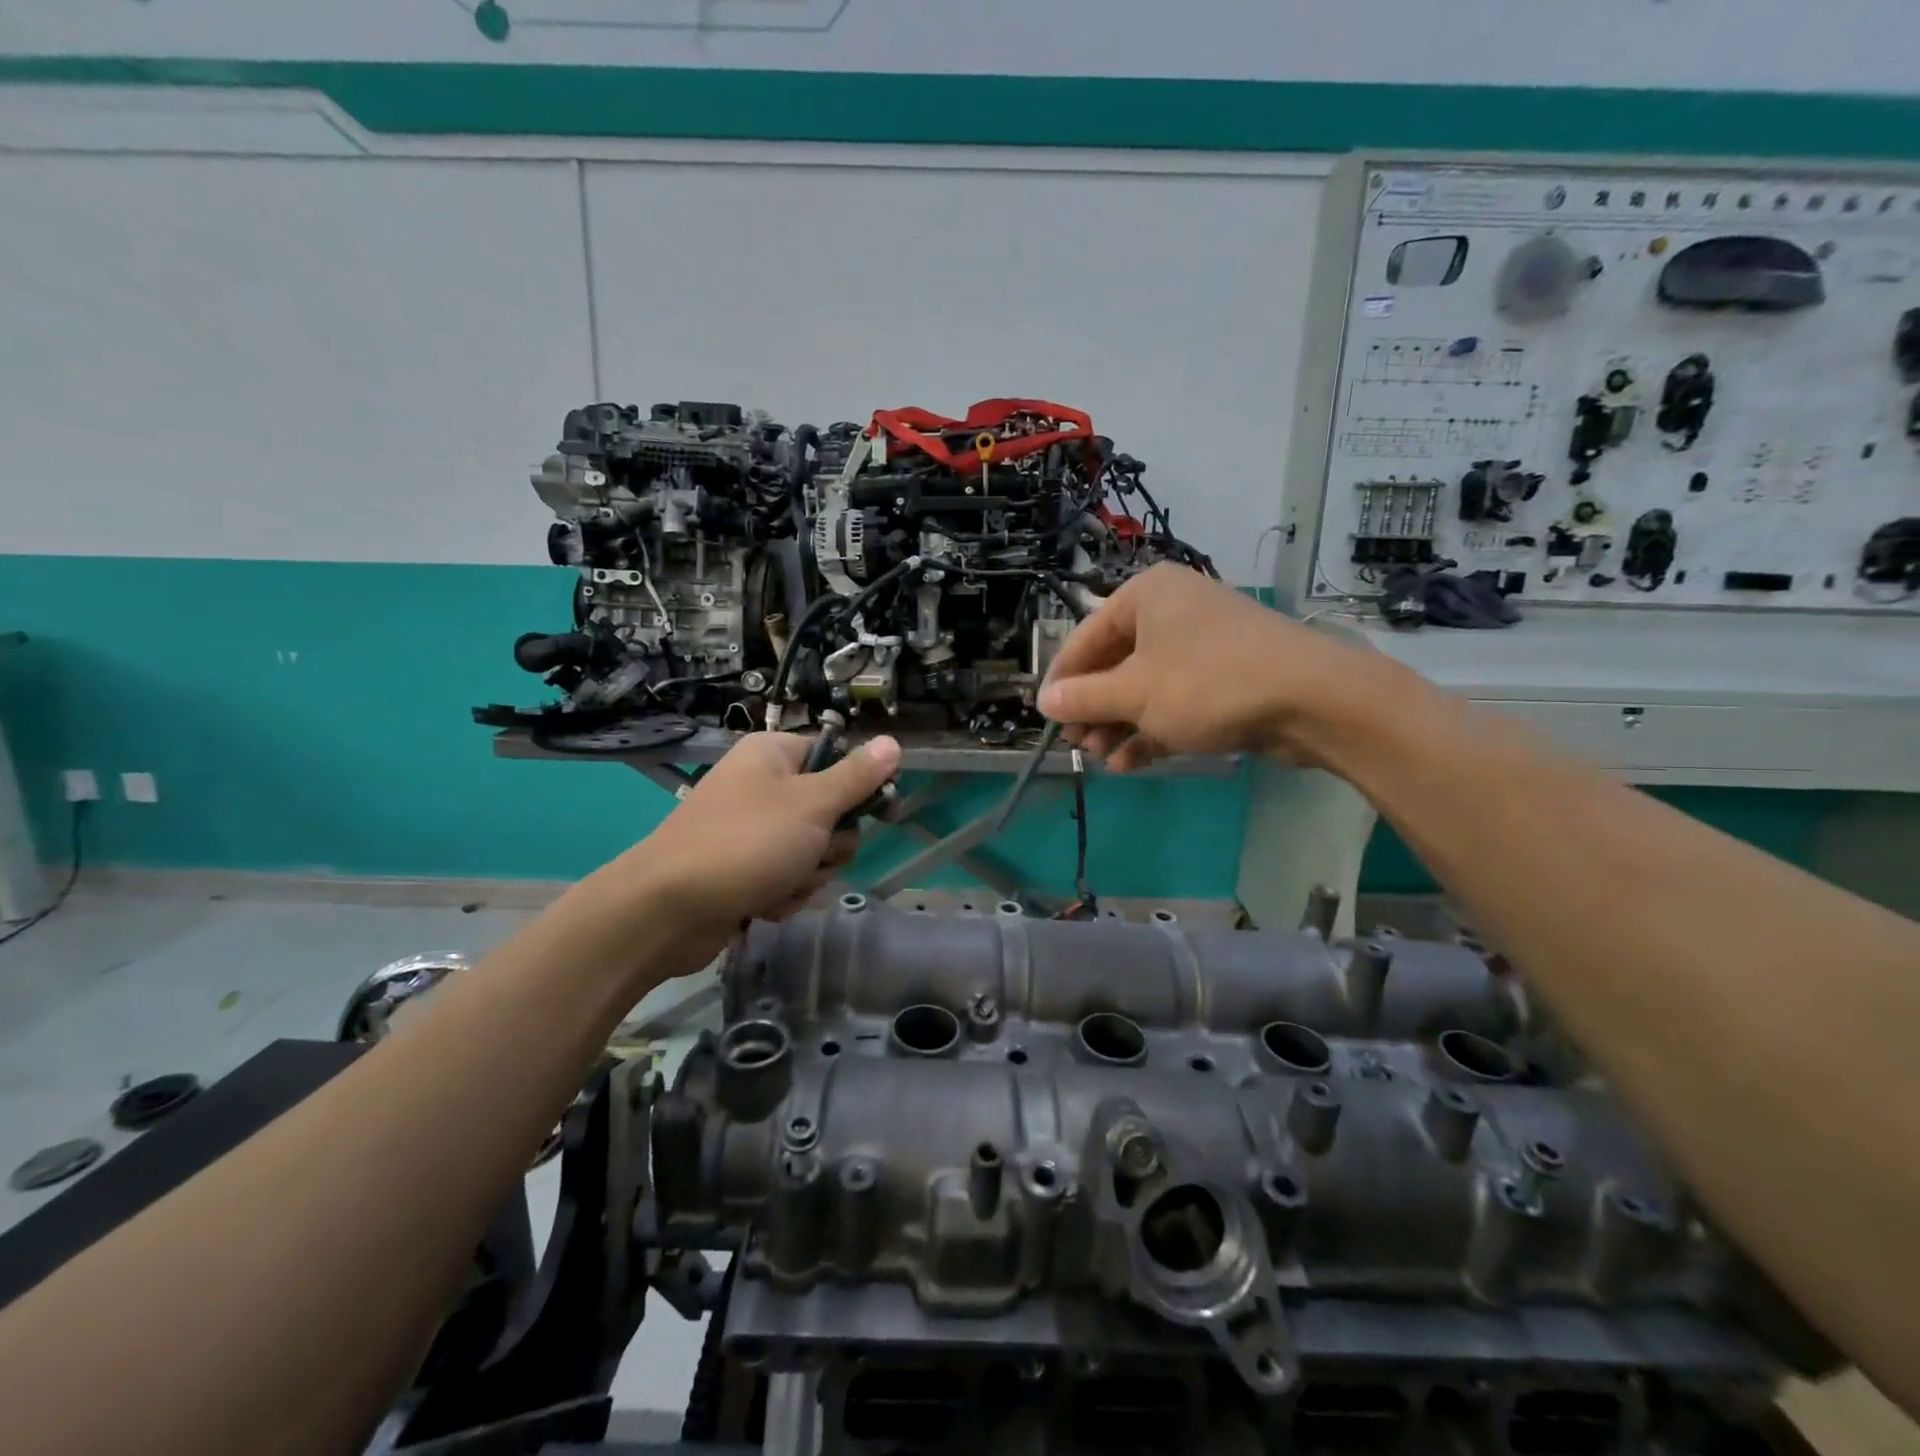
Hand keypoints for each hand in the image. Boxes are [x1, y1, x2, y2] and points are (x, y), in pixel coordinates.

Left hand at [610, 731, 901, 957]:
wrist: (667, 910)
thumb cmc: (745, 843)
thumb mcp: (812, 805)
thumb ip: (856, 777)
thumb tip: (893, 742)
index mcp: (774, 756)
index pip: (835, 757)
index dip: (859, 785)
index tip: (880, 810)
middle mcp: (763, 787)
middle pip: (830, 811)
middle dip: (829, 843)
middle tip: (812, 852)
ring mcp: (752, 831)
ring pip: (813, 851)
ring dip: (807, 874)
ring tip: (779, 884)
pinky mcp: (745, 869)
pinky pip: (788, 877)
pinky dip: (784, 893)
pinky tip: (763, 904)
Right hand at [1037, 564, 1398, 769]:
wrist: (1311, 698)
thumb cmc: (1207, 683)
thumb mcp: (1134, 694)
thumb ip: (1084, 698)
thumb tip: (1044, 702)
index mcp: (1146, 596)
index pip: (1085, 637)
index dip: (1062, 680)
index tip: (1046, 718)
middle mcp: (1172, 612)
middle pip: (1115, 664)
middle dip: (1094, 709)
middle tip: (1078, 745)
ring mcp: (1202, 644)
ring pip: (1145, 686)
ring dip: (1120, 725)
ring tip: (1102, 759)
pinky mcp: (1225, 676)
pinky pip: (1175, 700)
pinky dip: (1152, 729)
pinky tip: (1130, 762)